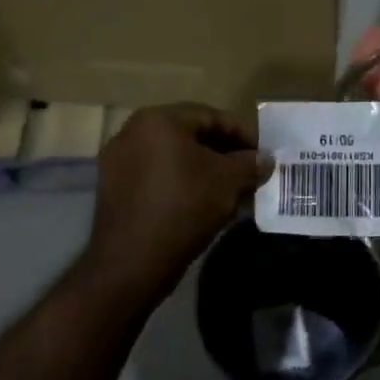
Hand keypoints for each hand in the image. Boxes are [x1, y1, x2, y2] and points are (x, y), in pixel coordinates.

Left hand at [84, 103, 271, 299]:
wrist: (131, 262)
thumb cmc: (184, 207)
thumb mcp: (228, 182)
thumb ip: (250, 164)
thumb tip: (265, 160)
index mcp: (159, 119)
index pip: (211, 117)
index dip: (243, 134)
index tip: (263, 154)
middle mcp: (133, 131)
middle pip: (191, 136)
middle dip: (225, 154)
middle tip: (250, 172)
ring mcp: (119, 161)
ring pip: (174, 158)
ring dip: (205, 170)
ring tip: (232, 191)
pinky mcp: (114, 188)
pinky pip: (157, 176)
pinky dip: (182, 183)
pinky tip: (205, 203)